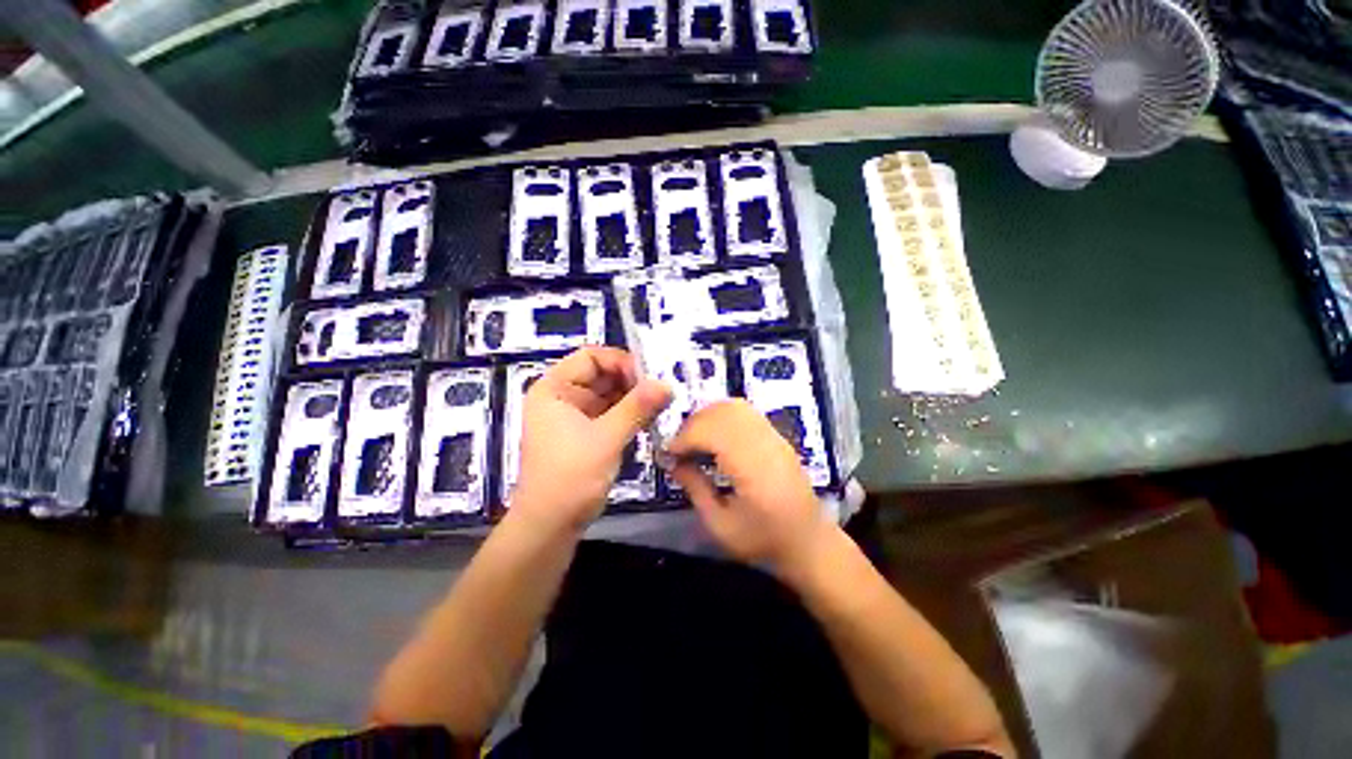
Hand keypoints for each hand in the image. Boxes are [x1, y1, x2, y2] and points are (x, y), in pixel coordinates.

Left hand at [512, 347, 670, 533]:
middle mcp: (563, 396)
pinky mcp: (587, 433)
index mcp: (554, 388)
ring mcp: (575, 415)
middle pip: (602, 374)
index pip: (591, 357)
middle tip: (663, 391)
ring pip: (610, 394)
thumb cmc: (570, 477)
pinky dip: (630, 414)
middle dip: (632, 381)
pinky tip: (651, 419)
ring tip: (662, 404)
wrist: (550, 526)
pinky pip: (612, 413)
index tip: (649, 377)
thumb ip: (637, 408)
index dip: (621, 362)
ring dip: (635, 398)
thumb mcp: (606, 438)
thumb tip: (667, 384)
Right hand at [668, 399, 830, 578]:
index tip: (668, 454)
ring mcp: (774, 436)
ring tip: (695, 440)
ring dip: (707, 417)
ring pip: (734, 407)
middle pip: (722, 413)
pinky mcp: (777, 436)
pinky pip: (745, 412)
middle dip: (693, 424)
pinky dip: (722, 416)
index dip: (685, 438)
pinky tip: (715, 437)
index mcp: (753, 469)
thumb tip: (673, 463)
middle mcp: (766, 444)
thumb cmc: (764, 540)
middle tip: (679, 448)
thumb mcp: (720, 525)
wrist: (809, 542)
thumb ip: (695, 489)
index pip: (713, 432)